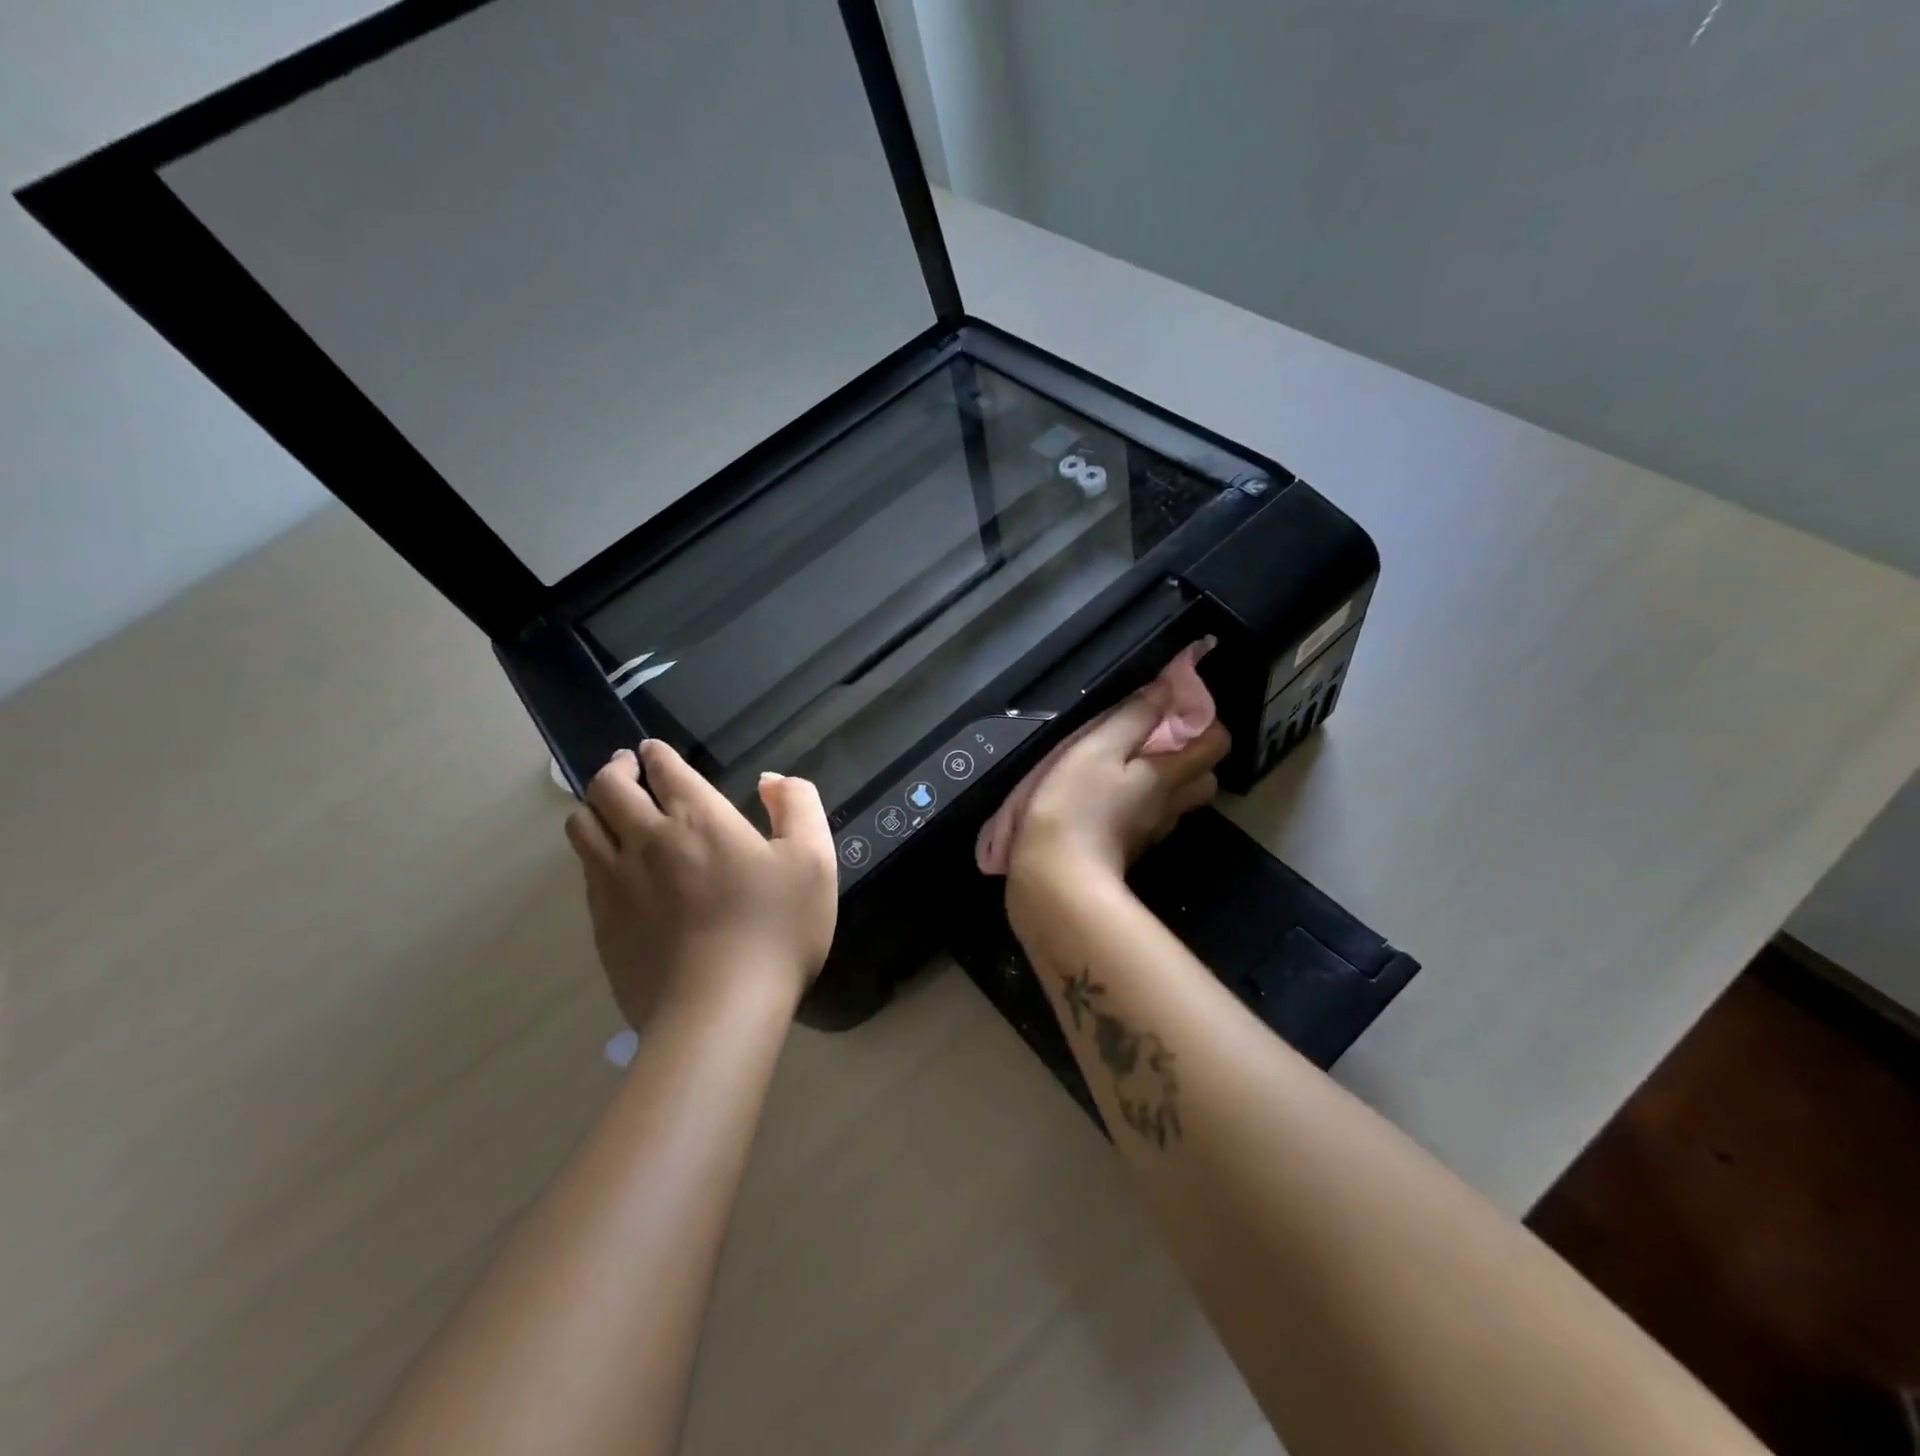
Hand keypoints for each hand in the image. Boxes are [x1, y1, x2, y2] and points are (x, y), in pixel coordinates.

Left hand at [564, 741, 837, 1027]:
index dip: (656, 754)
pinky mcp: (602, 925)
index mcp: (697, 818)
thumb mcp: (813, 860)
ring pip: (583, 827)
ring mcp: (616, 884)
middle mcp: (646, 840)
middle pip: (609, 788)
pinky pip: (585, 872)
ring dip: (594, 807)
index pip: (663, 769)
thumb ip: (798, 806)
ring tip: (609, 809)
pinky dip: (594, 854)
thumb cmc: (775, 929)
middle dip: (616, 769)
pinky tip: (612, 866)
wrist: (719, 1011)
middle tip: (625, 767)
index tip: (651, 750)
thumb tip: (770, 780)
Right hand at [1009, 690, 1229, 888]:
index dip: (1206, 721)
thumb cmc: (1075, 807)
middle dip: (1192, 757)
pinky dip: (1139, 806)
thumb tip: (1169, 685)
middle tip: (1156, 740)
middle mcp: (1168, 806)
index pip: (1216, 744)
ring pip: (1176, 803)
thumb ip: (1133, 716)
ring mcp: (1149, 834)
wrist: (1055, 882)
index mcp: (1167, 776)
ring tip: (1128, 767)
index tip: (1177, 707)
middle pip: (1204, 779)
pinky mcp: (1126, 852)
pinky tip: (1107, 799)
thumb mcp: (1097, 748)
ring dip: (1165, 783)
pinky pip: (1147, 821)